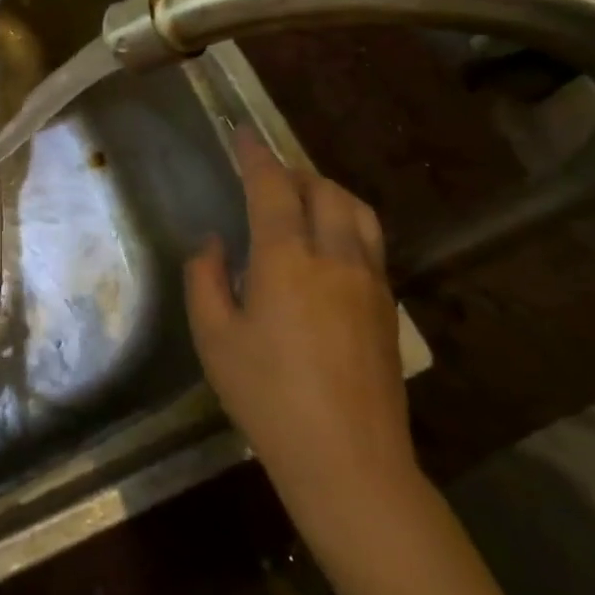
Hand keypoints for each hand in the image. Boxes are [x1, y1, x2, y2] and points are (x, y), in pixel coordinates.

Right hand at [184, 131, 415, 535]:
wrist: (349, 461)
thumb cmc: (267, 397)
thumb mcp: (214, 338)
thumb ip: (205, 279)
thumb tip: (214, 244)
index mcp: (287, 260)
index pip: (272, 187)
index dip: (256, 154)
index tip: (242, 133)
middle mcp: (336, 258)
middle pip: (324, 190)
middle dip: (294, 172)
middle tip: (267, 175)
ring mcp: (370, 282)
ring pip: (357, 212)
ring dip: (327, 192)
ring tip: (302, 201)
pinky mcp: (388, 308)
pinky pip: (369, 242)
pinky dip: (346, 222)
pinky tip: (326, 247)